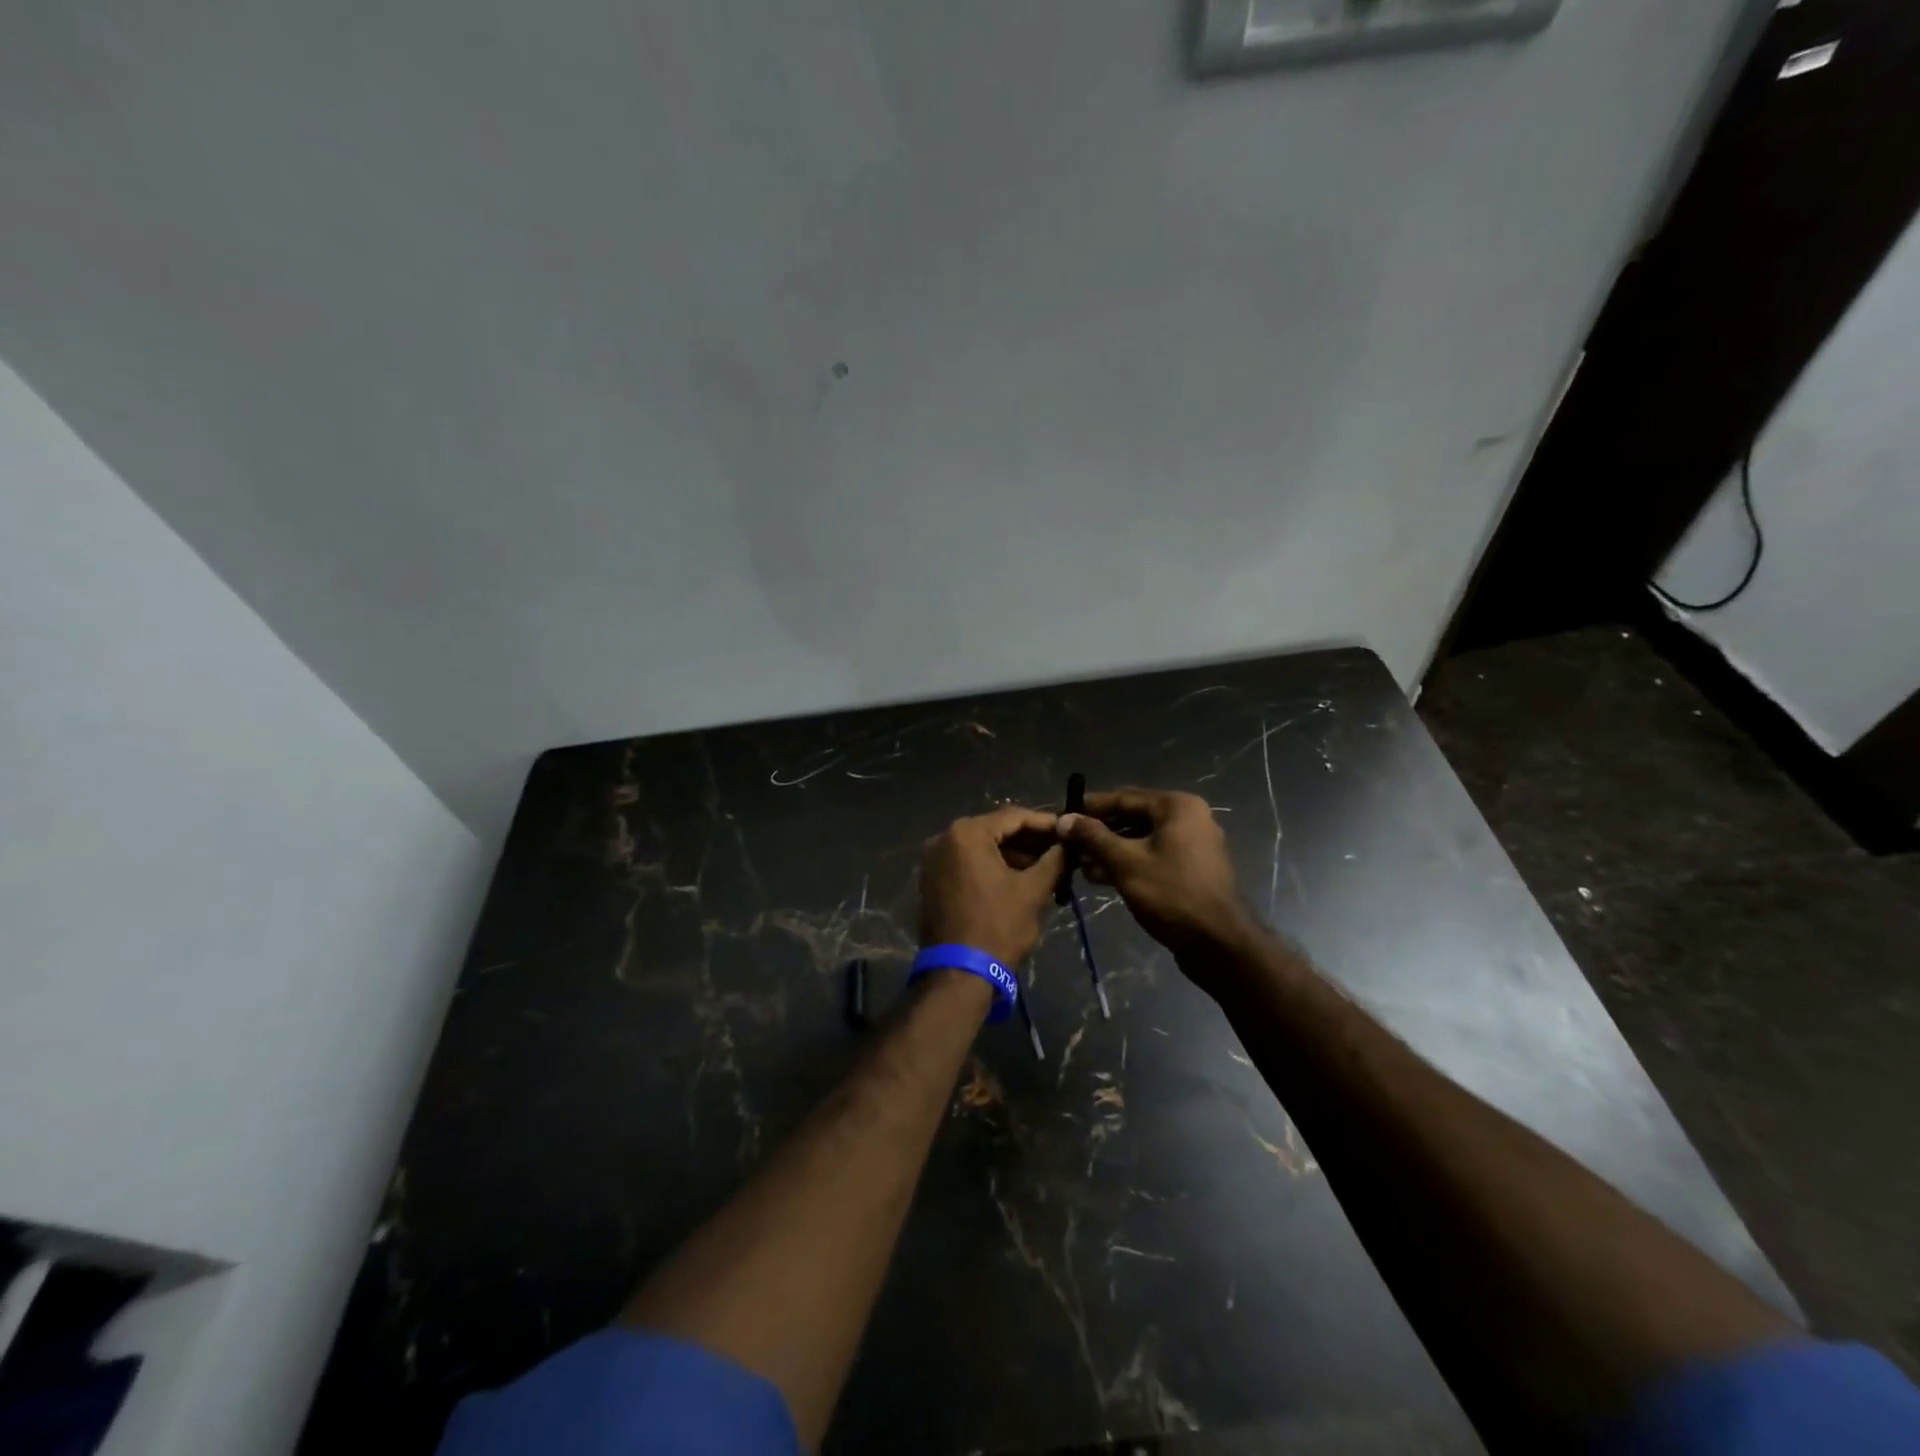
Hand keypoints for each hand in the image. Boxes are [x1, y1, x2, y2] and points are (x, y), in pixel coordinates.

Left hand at [919, 806, 1065, 966]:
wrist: (959, 973)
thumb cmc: (999, 926)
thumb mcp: (1033, 891)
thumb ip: (1054, 860)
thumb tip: (1069, 844)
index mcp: (967, 833)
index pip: (1013, 816)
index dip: (1045, 823)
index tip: (1069, 830)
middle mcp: (944, 839)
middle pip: (995, 830)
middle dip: (1029, 840)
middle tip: (1060, 848)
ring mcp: (934, 861)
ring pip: (981, 848)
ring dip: (1012, 855)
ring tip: (1046, 866)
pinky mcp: (932, 881)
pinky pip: (967, 864)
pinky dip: (992, 867)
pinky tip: (1019, 878)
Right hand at [1057, 788, 1256, 969]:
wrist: (1219, 943)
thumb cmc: (1171, 894)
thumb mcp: (1125, 862)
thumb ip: (1093, 837)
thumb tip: (1064, 819)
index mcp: (1176, 806)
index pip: (1123, 798)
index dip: (1089, 807)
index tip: (1061, 815)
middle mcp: (1187, 818)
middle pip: (1132, 817)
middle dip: (1098, 831)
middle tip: (1066, 843)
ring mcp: (1192, 845)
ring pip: (1141, 839)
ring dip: (1109, 850)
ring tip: (1077, 863)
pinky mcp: (1190, 870)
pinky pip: (1152, 856)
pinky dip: (1127, 863)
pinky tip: (1098, 877)